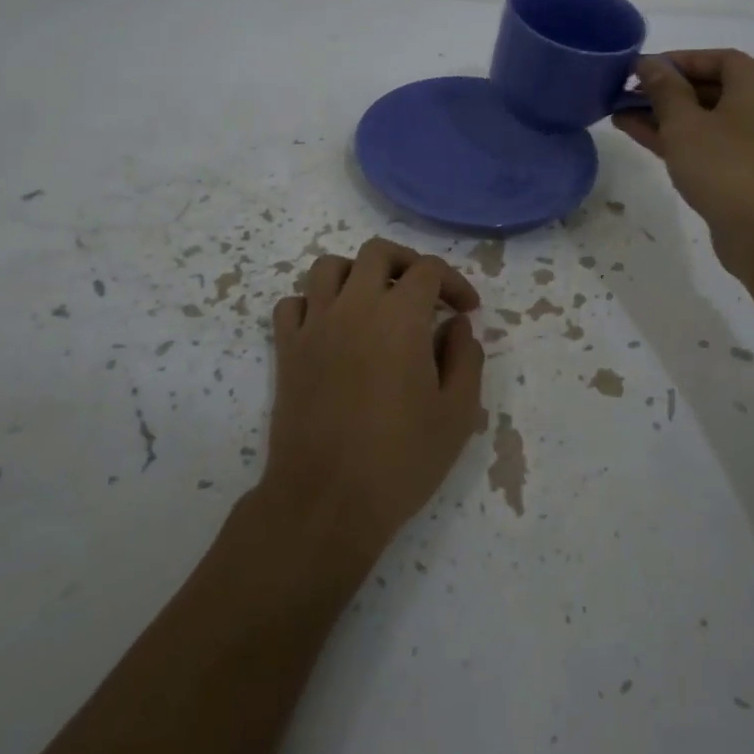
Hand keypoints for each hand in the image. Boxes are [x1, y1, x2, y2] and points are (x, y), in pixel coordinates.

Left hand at [264, 238, 486, 558]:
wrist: (326, 501)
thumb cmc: (400, 460)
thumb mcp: (457, 414)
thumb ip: (465, 359)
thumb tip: (456, 327)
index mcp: (400, 317)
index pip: (428, 270)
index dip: (454, 282)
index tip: (466, 311)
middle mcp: (354, 307)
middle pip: (377, 252)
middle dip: (407, 263)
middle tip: (424, 293)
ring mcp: (314, 325)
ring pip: (328, 267)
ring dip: (357, 274)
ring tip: (375, 302)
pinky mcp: (287, 350)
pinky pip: (293, 304)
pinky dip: (313, 303)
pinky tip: (332, 327)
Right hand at [613, 50, 753, 275]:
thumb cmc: (726, 166)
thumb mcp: (685, 123)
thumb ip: (664, 89)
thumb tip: (650, 63)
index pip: (713, 58)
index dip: (674, 60)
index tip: (637, 69)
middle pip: (708, 87)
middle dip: (663, 90)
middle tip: (623, 93)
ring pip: (703, 118)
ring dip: (664, 116)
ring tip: (620, 115)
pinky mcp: (747, 169)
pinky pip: (708, 142)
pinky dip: (678, 138)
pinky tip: (640, 137)